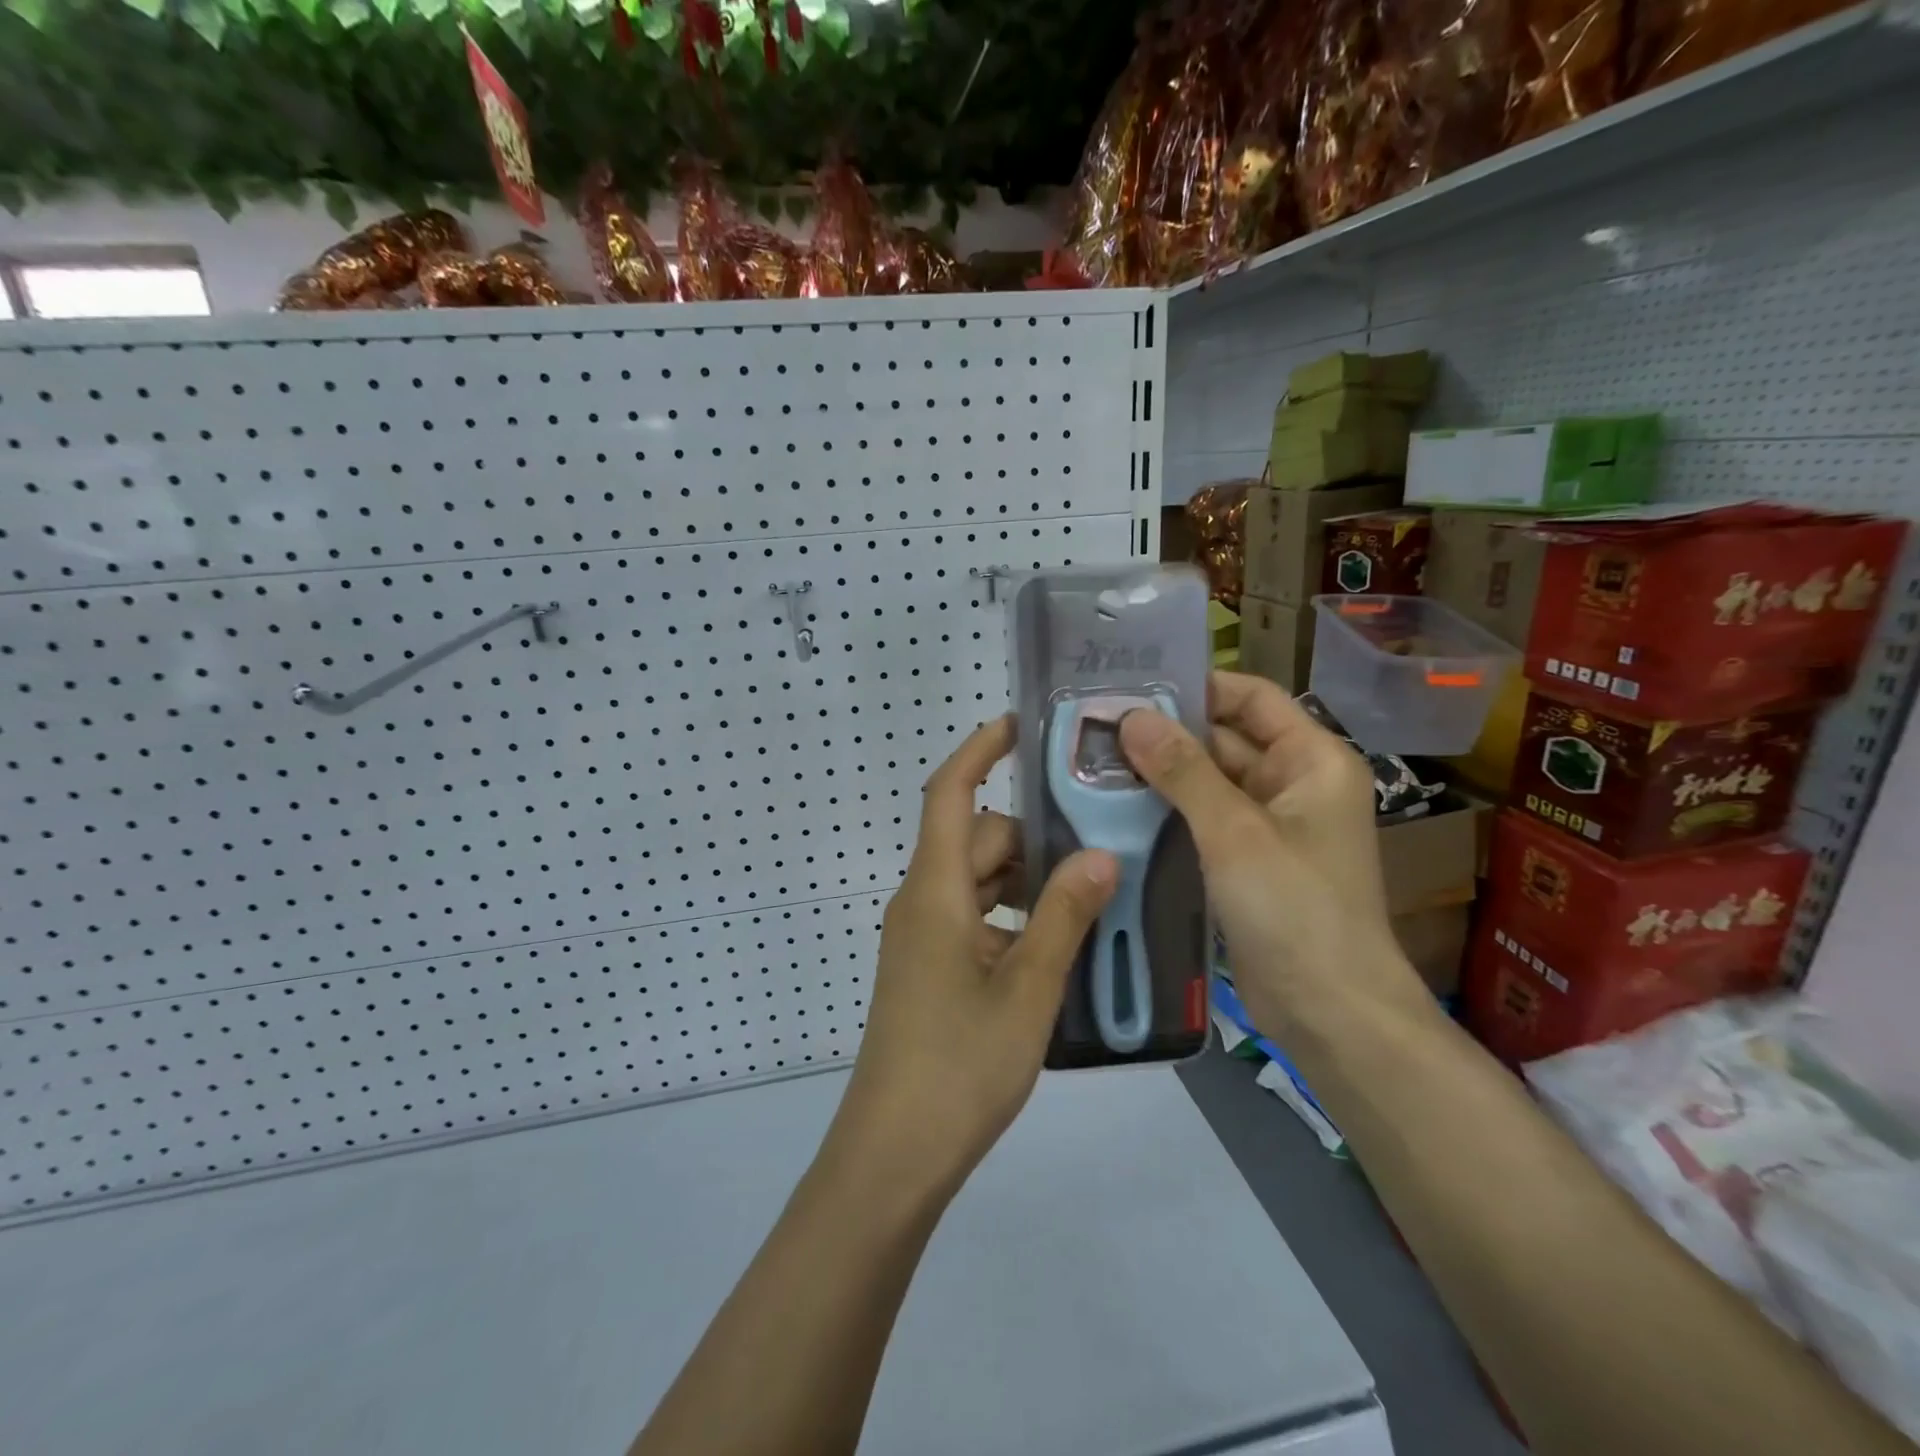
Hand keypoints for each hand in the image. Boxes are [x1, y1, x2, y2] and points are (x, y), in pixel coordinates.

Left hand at [828, 715, 1117, 1200]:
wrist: (894, 1153)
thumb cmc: (959, 1065)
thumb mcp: (1027, 989)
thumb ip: (1063, 917)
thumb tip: (1100, 855)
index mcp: (934, 891)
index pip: (948, 794)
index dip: (978, 751)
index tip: (1019, 725)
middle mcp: (922, 902)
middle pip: (976, 840)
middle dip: (1032, 838)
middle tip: (1100, 850)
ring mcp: (922, 938)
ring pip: (978, 882)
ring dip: (1027, 883)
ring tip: (1090, 900)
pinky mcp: (928, 969)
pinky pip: (974, 919)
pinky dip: (1013, 918)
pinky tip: (1058, 948)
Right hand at [1118, 672, 1427, 1046]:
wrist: (1330, 1012)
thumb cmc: (1296, 910)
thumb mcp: (1235, 832)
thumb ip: (1184, 770)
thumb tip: (1132, 717)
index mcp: (1312, 760)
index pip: (1252, 696)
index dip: (1197, 685)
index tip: (1133, 685)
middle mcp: (1294, 783)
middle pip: (1225, 738)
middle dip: (1166, 732)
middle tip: (1096, 725)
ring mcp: (1270, 824)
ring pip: (1209, 781)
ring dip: (1161, 773)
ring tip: (1094, 759)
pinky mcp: (1247, 860)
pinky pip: (1203, 819)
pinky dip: (1167, 810)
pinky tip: (1117, 806)